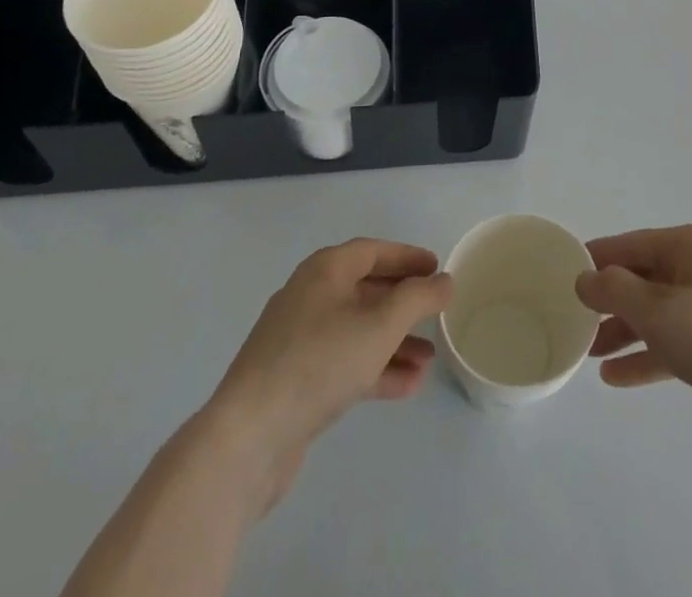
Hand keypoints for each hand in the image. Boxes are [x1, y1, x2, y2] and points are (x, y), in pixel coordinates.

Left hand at [207, 239, 452, 511]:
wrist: (247, 439)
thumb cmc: (318, 364)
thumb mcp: (379, 325)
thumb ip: (418, 298)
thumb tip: (444, 281)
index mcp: (324, 271)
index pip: (373, 251)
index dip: (407, 257)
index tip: (437, 268)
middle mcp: (309, 297)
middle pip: (365, 290)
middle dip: (403, 303)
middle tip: (436, 312)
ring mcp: (298, 341)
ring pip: (357, 330)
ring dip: (394, 342)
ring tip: (429, 360)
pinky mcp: (293, 381)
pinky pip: (343, 362)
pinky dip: (374, 368)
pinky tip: (406, 386)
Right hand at [576, 224, 691, 474]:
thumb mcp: (659, 311)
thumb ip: (615, 291)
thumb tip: (584, 277)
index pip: (633, 244)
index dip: (598, 258)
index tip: (564, 272)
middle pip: (645, 279)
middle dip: (609, 299)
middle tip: (573, 319)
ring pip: (657, 315)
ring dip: (623, 331)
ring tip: (588, 353)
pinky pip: (673, 346)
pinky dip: (646, 357)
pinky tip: (615, 378)